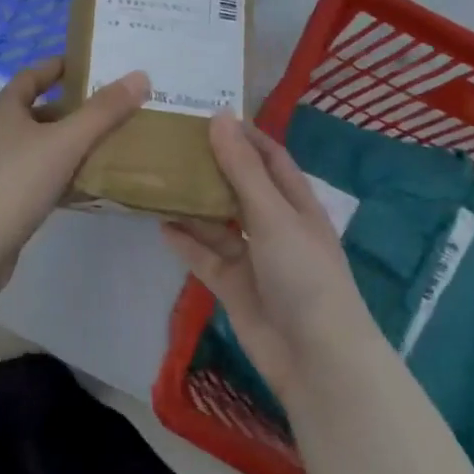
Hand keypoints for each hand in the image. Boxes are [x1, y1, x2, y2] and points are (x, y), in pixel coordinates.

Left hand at [0, 58, 149, 352]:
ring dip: (70, 144)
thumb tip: (139, 76)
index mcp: (6, 109)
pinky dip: (63, 175)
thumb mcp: (65, 141)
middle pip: (38, 111)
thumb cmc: (16, 180)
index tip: (90, 65)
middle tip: (112, 108)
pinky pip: (40, 177)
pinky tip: (89, 185)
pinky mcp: (5, 199)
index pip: (31, 76)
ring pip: (41, 146)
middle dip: (72, 108)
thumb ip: (103, 112)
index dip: (58, 67)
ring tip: (110, 144)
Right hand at [160, 114, 368, 406]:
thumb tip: (219, 117)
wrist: (316, 360)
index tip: (206, 114)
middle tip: (170, 142)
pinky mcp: (234, 286)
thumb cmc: (304, 275)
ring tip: (157, 178)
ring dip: (193, 203)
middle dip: (211, 166)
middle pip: (239, 187)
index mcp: (295, 204)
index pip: (269, 157)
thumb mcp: (273, 214)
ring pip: (218, 222)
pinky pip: (205, 256)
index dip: (243, 135)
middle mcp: (274, 227)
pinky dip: (185, 241)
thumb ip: (242, 168)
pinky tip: (160, 223)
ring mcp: (254, 258)